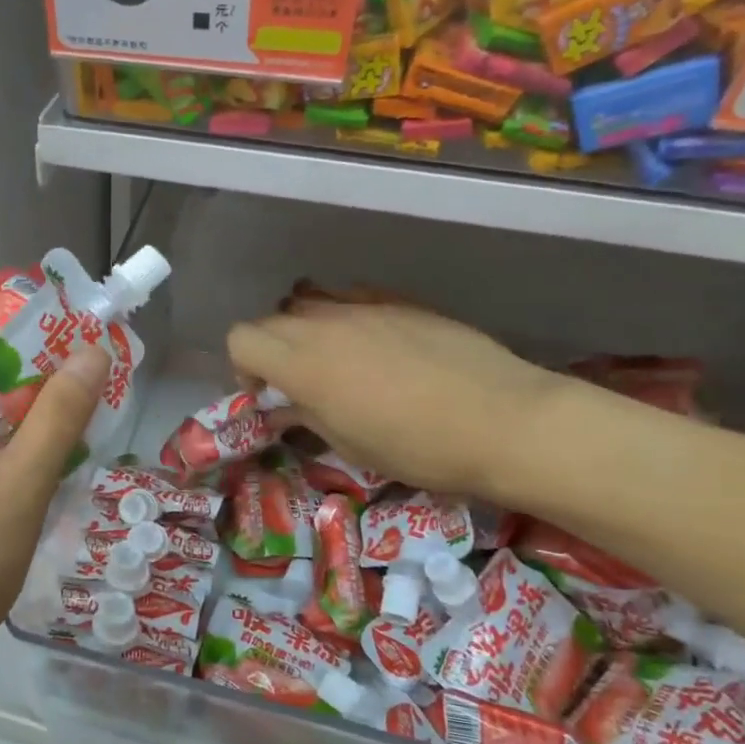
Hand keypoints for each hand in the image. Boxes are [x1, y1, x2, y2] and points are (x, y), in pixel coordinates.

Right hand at [226, 295, 565, 505]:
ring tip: (334, 359)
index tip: (268, 394)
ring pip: (309, 301)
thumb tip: (280, 408)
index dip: (244, 367)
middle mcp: (324, 324)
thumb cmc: (419, 448)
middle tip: (299, 383)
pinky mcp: (398, 300)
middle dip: (272, 349)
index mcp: (304, 364)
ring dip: (305, 328)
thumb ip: (305, 417)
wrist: (503, 420)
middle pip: (271, 319)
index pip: (241, 339)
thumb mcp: (351, 445)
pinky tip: (373, 342)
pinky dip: (343, 314)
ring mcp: (363, 306)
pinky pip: (351, 295)